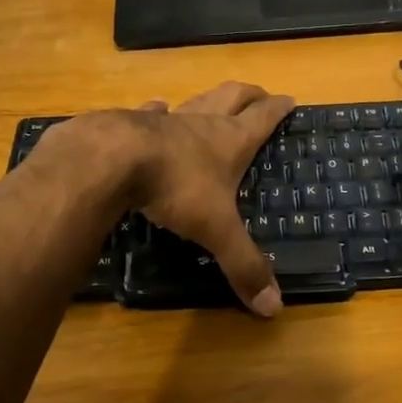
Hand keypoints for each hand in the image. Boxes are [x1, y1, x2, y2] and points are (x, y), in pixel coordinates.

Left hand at [124, 82, 294, 315]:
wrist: (112, 159)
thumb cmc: (175, 187)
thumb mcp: (216, 230)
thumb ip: (243, 265)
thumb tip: (273, 309)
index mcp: (230, 142)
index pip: (263, 118)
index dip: (278, 109)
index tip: (290, 99)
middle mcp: (202, 123)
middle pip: (232, 96)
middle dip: (249, 94)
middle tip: (260, 94)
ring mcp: (166, 120)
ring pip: (195, 101)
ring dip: (209, 100)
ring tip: (214, 101)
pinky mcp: (131, 124)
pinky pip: (152, 112)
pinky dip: (158, 111)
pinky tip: (156, 110)